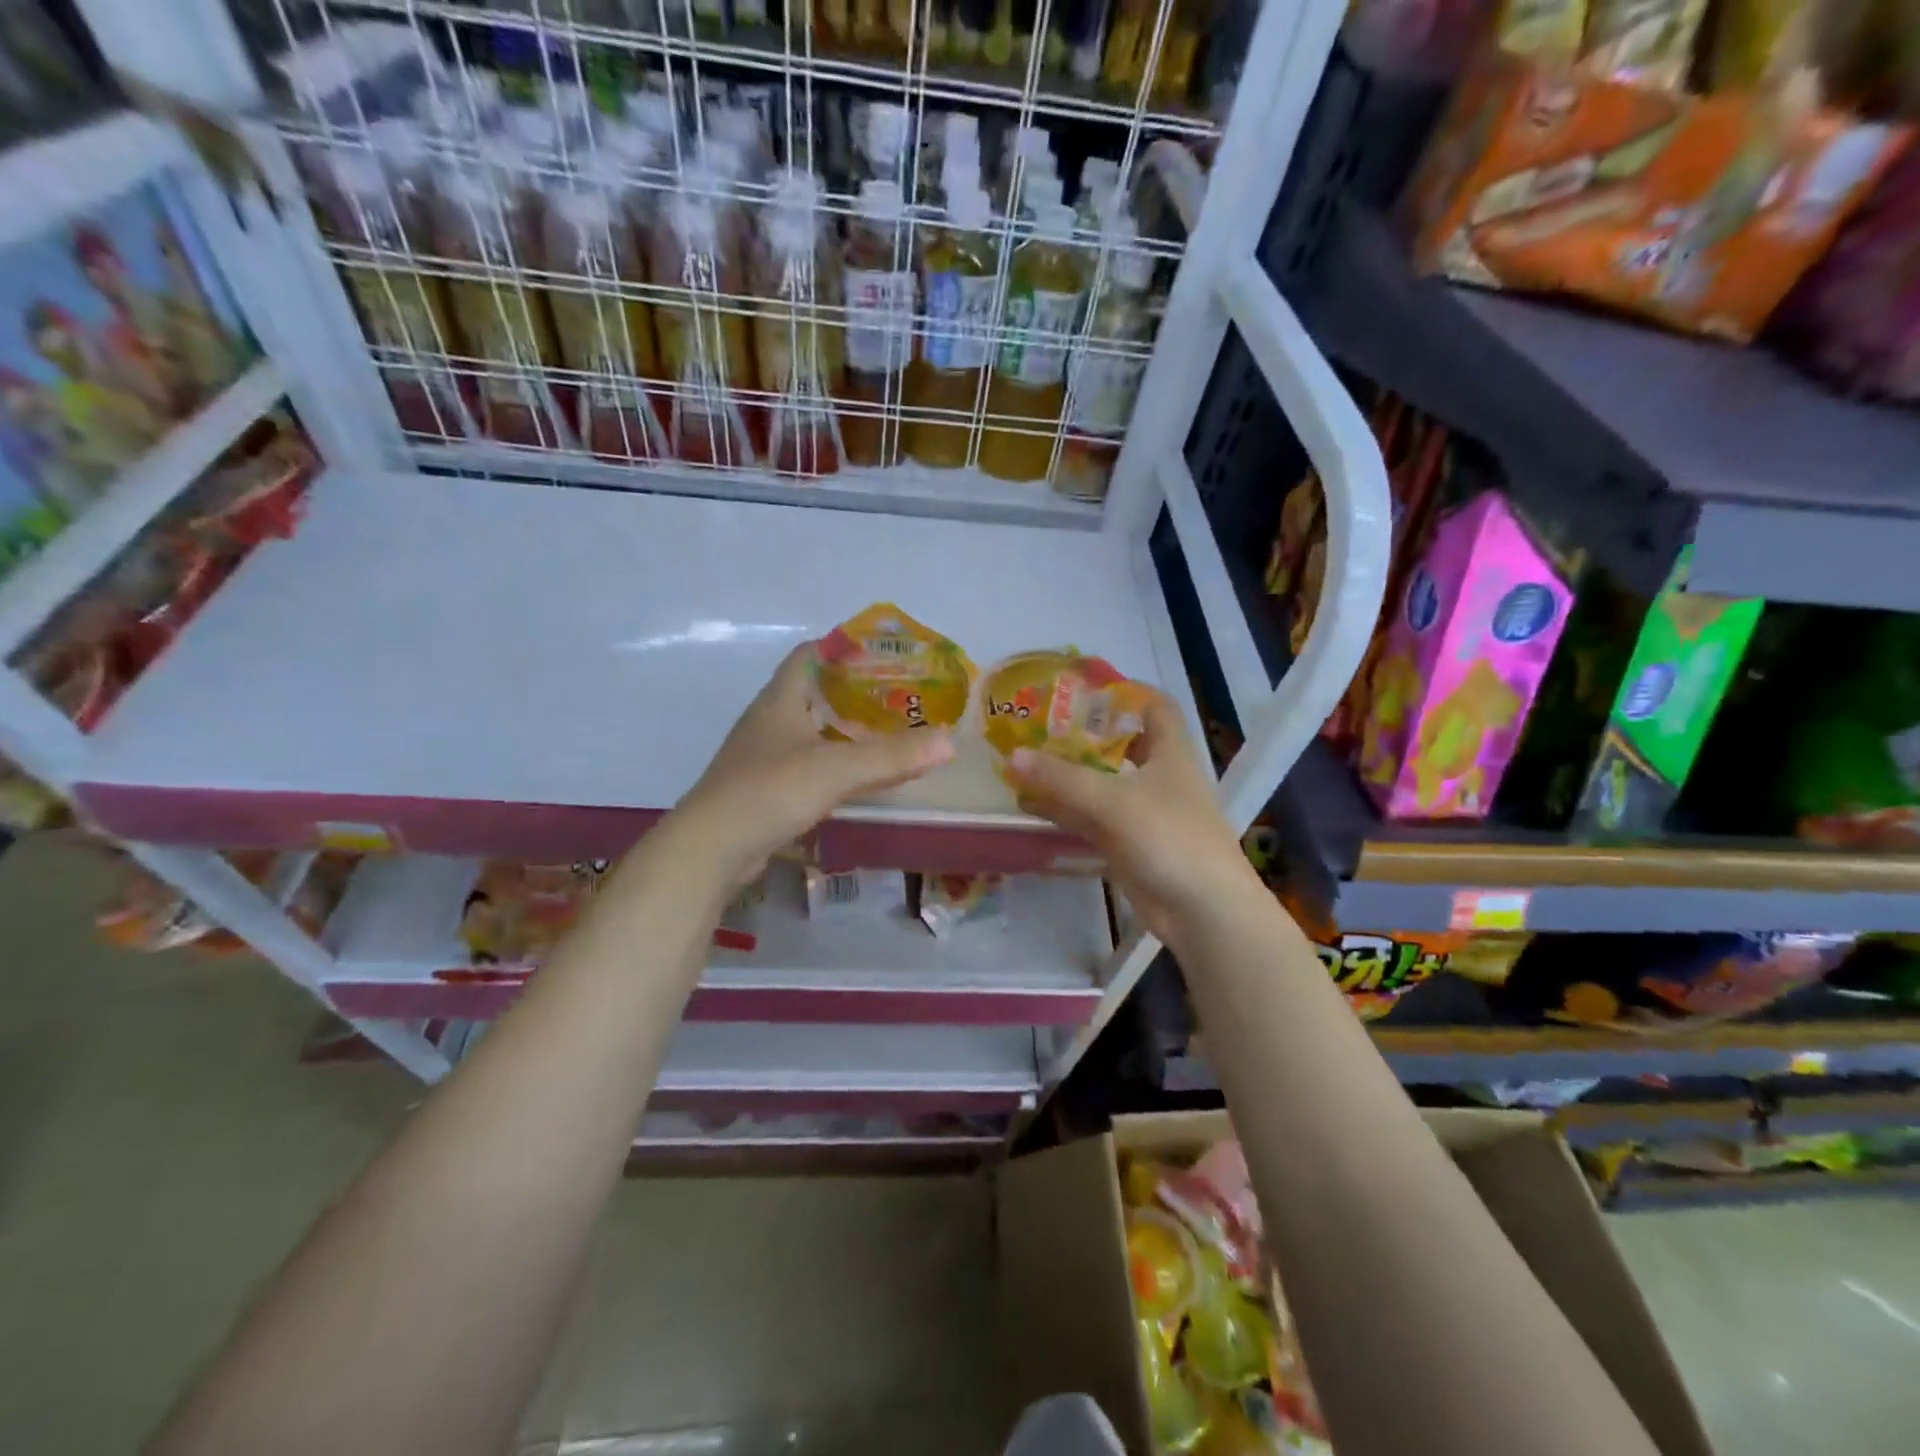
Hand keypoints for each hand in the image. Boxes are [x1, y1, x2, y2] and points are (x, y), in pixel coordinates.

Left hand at [667, 645, 955, 886]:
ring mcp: (765, 757)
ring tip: (889, 732)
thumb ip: (893, 756)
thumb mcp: (836, 769)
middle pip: (815, 692)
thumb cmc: (769, 791)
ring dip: (846, 730)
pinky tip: (861, 776)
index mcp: (780, 699)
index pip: (809, 654)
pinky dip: (837, 764)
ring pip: (813, 731)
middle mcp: (770, 721)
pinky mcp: (766, 790)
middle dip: (855, 691)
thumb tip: (951, 741)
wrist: (710, 850)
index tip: (884, 653)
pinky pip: (809, 765)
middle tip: (900, 695)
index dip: (843, 647)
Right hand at [1006, 691, 1264, 949]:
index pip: (1156, 707)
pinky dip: (1065, 811)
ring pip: (1101, 785)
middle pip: (1121, 746)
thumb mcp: (1111, 800)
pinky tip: (1032, 806)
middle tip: (1041, 725)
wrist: (1203, 909)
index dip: (1127, 692)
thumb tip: (1012, 756)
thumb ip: (1061, 778)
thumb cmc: (1168, 837)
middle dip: (1083, 736)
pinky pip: (1092, 819)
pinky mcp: (1131, 845)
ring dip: (1068, 776)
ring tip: (1025, 763)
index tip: (1086, 686)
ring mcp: (1144, 814)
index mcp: (1170, 753)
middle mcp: (1158, 778)